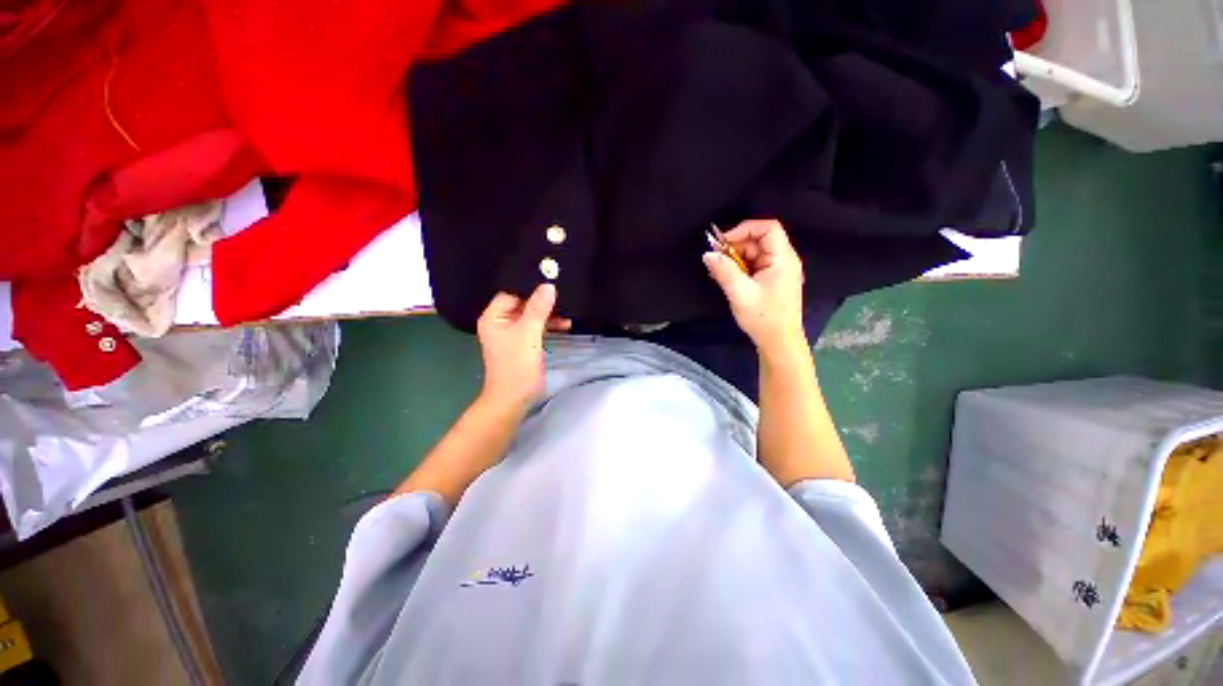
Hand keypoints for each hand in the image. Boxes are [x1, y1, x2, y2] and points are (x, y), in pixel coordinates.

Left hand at [476, 284, 570, 411]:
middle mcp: (501, 321)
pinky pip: (536, 327)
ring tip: (568, 312)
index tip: (551, 280)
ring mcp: (512, 333)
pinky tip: (565, 325)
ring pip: (532, 315)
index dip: (530, 287)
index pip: (512, 293)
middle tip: (563, 294)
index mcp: (494, 317)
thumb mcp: (529, 333)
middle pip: (523, 303)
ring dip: (549, 314)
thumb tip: (548, 286)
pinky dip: (549, 325)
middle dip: (543, 301)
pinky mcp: (523, 342)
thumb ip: (538, 308)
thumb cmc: (517, 365)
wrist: (514, 398)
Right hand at [703, 220, 805, 357]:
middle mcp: (784, 260)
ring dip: (735, 260)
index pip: (768, 228)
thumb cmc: (763, 317)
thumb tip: (707, 254)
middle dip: (736, 247)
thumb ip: (723, 271)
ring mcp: (779, 271)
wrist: (778, 342)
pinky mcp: (772, 281)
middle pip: (759, 240)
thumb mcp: (739, 293)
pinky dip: (740, 269)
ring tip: (718, 273)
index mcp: (783, 259)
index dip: (744, 229)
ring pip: (755, 254)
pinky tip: (727, 279)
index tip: (723, 243)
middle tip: (716, 261)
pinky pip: (755, 266)